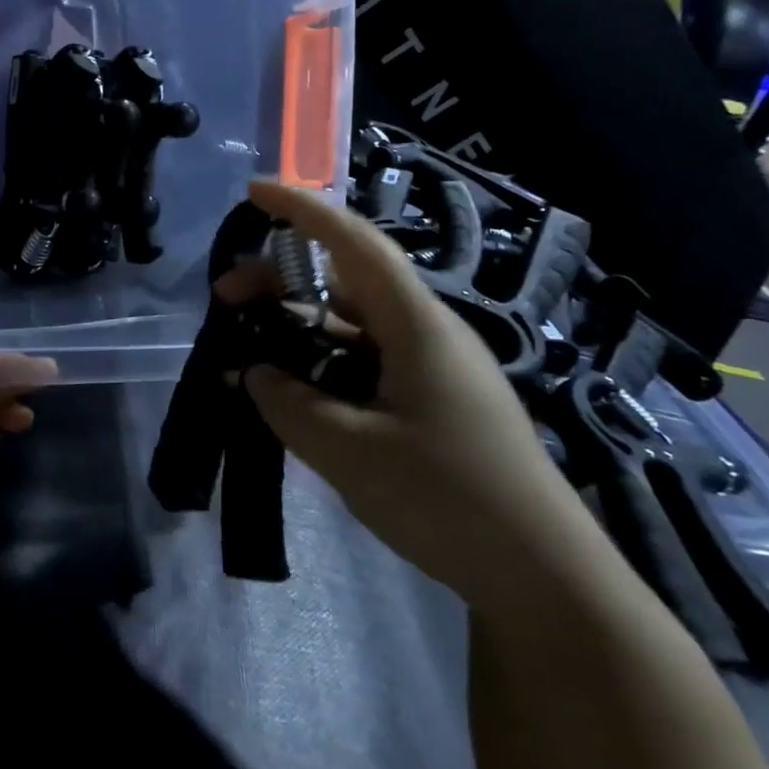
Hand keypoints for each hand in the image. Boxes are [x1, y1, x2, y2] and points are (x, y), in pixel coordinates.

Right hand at [227, 181, 619, 620]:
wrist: (543, 577)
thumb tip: (253, 371)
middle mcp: (427, 333)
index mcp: (417, 326)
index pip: (354, 243)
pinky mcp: (431, 401)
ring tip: (248, 347)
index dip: (303, 210)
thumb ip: (288, 402)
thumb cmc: (447, 499)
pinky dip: (320, 362)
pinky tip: (291, 389)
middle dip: (282, 276)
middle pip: (346, 281)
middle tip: (225, 298)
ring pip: (352, 324)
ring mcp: (432, 368)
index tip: (254, 191)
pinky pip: (364, 361)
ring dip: (298, 324)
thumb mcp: (348, 451)